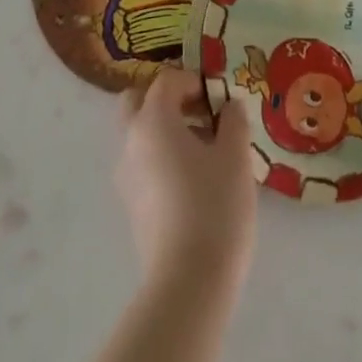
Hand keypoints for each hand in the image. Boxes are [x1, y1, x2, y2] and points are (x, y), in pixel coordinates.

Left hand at [117, 68, 255, 284]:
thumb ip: (233, 121)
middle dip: (168, 100)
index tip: (220, 98)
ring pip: (139, 134)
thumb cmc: (215, 206)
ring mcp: (125, 175)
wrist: (189, 281)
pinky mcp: (130, 205)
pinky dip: (162, 157)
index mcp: (153, 120)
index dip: (194, 80)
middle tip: (202, 114)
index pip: (166, 80)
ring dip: (166, 130)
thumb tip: (230, 105)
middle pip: (139, 102)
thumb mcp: (236, 156)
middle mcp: (131, 141)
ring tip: (206, 151)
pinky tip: (195, 181)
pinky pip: (142, 163)